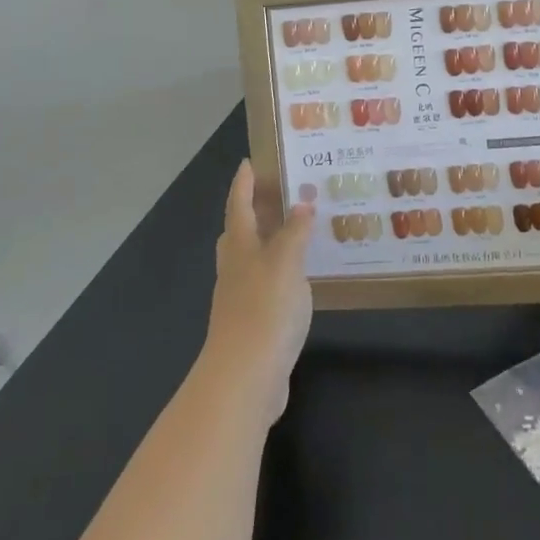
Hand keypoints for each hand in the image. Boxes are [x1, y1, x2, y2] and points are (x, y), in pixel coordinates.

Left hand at [201, 159, 314, 422]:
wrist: (246, 379)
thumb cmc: (264, 310)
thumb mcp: (286, 262)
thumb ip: (294, 232)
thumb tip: (302, 204)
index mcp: (239, 247)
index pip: (238, 204)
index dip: (244, 182)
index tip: (251, 160)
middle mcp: (236, 268)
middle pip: (240, 231)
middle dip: (256, 210)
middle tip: (282, 192)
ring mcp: (242, 298)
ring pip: (253, 258)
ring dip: (271, 240)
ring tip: (301, 229)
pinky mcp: (254, 323)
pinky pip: (268, 284)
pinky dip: (282, 271)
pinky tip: (303, 275)